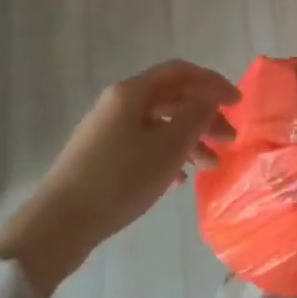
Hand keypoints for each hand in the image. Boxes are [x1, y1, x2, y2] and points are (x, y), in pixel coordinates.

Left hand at [0, 60, 237, 296]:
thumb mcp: (168, 147)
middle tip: (229, 140)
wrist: (59, 224)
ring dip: (189, 139)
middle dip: (204, 116)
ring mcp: (107, 130)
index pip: (181, 73)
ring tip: (210, 165)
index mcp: (133, 92)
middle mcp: (118, 103)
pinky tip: (179, 180)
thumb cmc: (120, 179)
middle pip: (171, 98)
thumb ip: (196, 115)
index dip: (213, 83)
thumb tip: (210, 97)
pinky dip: (167, 155)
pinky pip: (143, 145)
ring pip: (159, 124)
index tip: (237, 104)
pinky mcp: (100, 157)